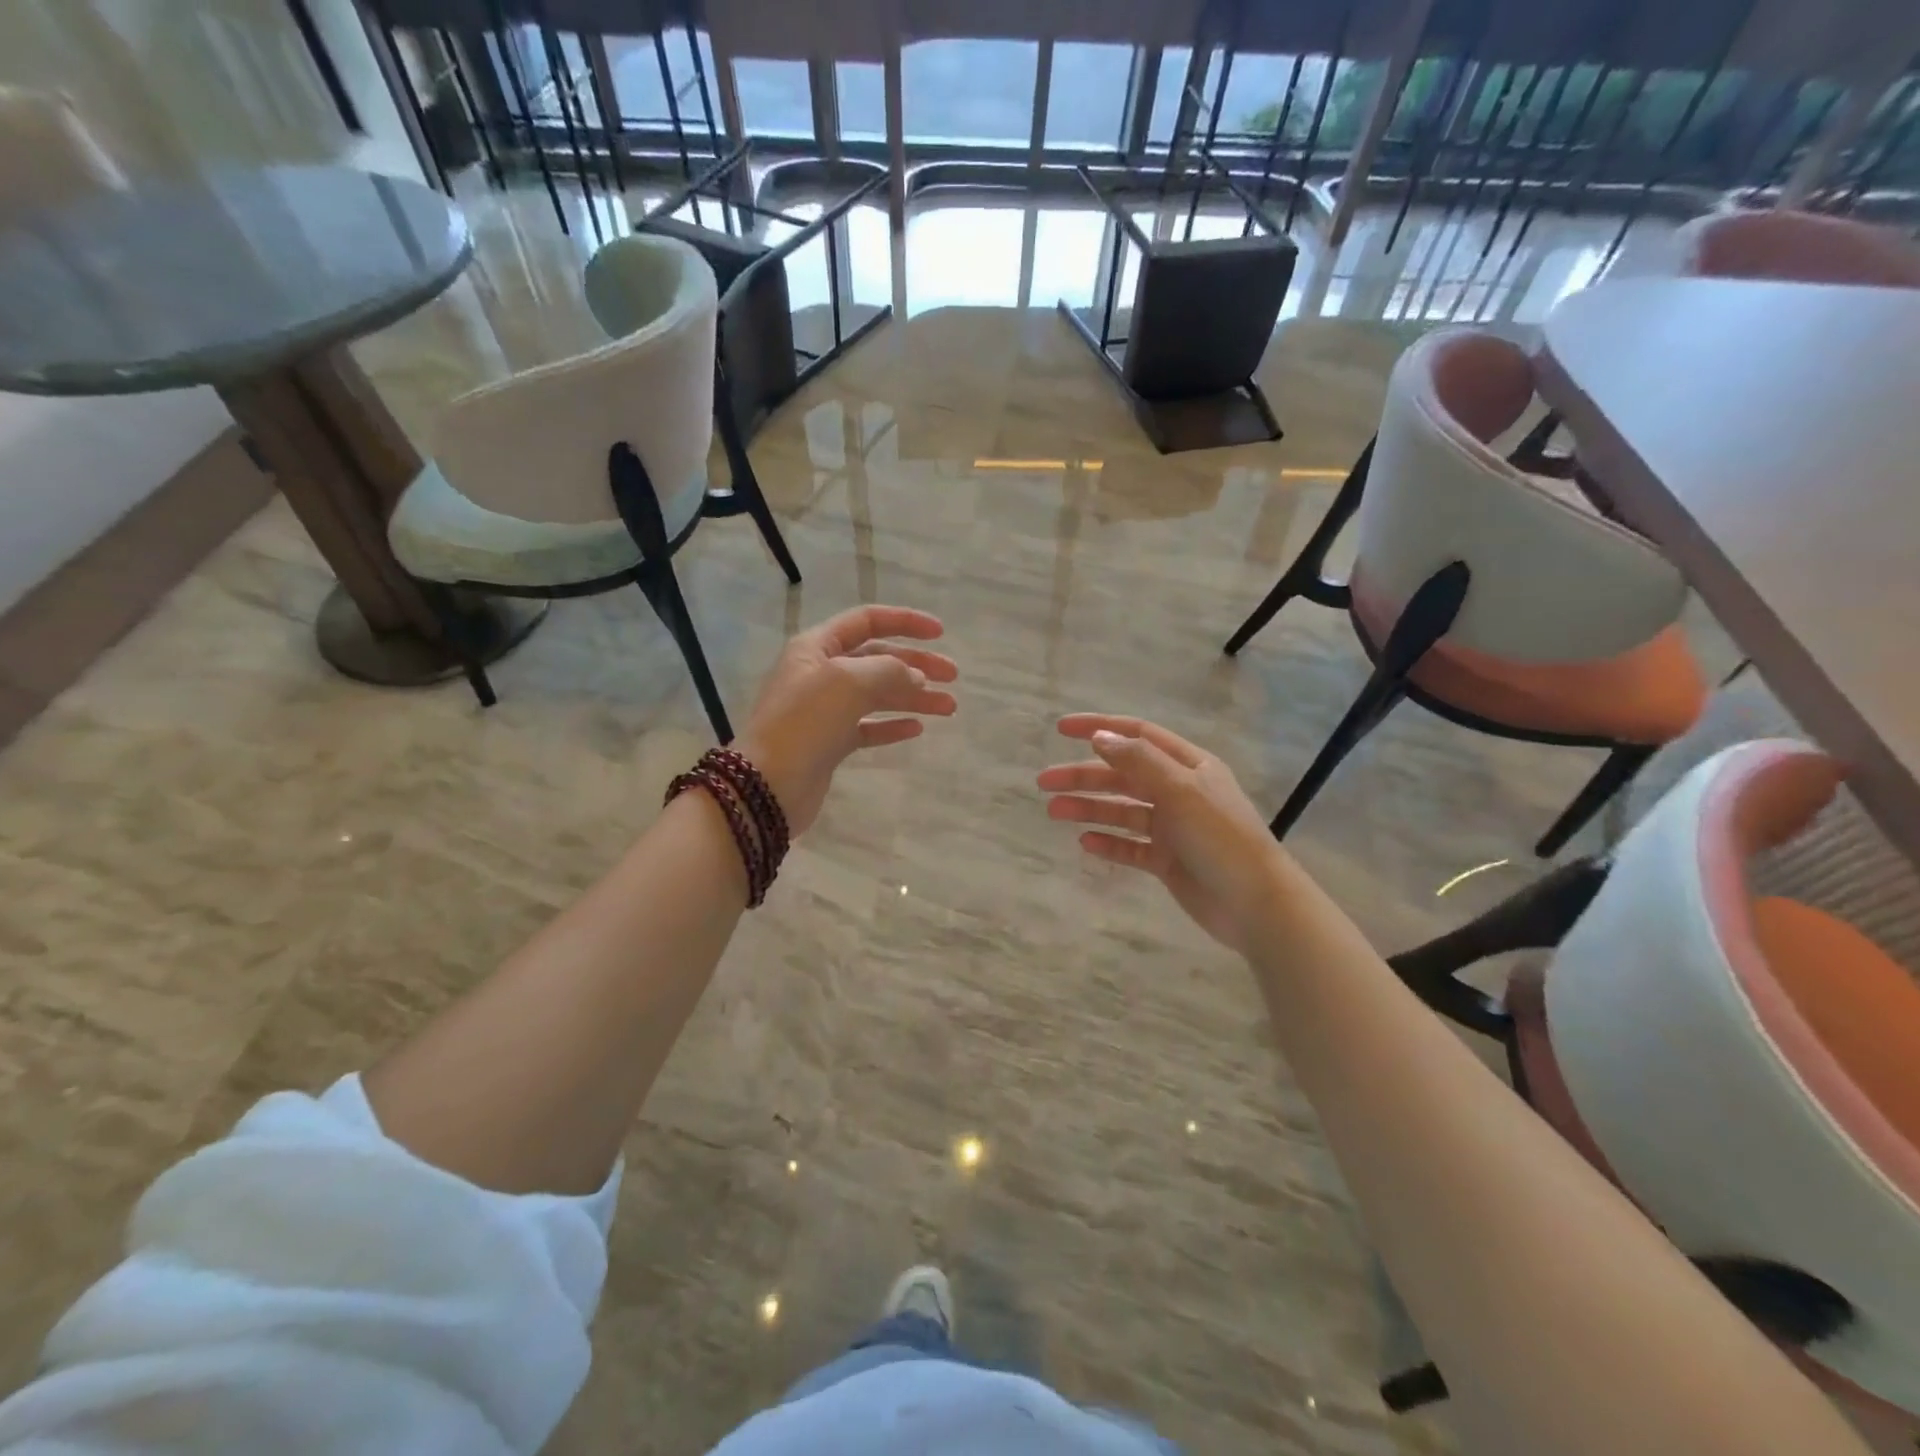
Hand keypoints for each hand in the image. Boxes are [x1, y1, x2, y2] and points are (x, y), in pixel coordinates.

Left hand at [737, 605, 957, 835]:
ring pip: (878, 695)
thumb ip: (889, 671)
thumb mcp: (848, 681)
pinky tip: (917, 728)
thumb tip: (915, 676)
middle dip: (917, 664)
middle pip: (877, 659)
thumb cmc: (805, 722)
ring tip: (949, 707)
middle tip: (953, 676)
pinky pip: (868, 727)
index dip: (905, 622)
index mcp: (817, 647)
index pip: (867, 621)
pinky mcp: (829, 744)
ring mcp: (824, 710)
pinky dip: (893, 725)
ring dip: (914, 696)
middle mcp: (820, 673)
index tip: (940, 633)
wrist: (766, 785)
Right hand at [1037, 714, 1285, 955]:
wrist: (1255, 904)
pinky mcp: (1168, 861)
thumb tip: (1100, 737)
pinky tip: (1085, 843)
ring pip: (1122, 811)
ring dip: (1089, 808)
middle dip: (1083, 776)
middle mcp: (1179, 791)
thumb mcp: (1180, 790)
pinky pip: (1131, 846)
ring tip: (1054, 812)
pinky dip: (1109, 843)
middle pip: (1123, 776)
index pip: (1137, 736)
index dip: (1100, 728)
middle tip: (1044, 782)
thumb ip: (1138, 761)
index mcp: (1188, 766)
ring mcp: (1173, 828)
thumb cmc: (1220, 837)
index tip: (1061, 729)